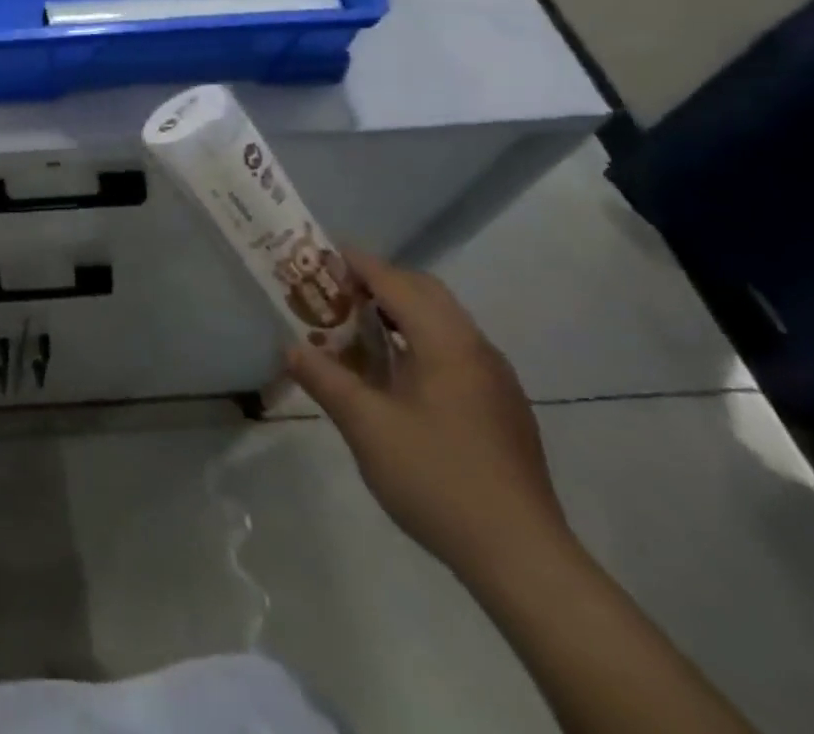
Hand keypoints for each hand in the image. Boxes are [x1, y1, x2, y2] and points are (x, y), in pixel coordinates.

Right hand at [287, 249, 571, 584]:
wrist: (522, 559)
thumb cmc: (437, 479)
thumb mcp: (366, 426)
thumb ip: (325, 379)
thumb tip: (290, 347)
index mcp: (447, 343)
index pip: (396, 282)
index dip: (357, 263)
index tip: (320, 254)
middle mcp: (477, 349)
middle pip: (425, 293)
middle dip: (379, 282)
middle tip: (334, 292)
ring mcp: (495, 381)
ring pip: (442, 322)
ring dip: (398, 313)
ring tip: (355, 330)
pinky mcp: (501, 409)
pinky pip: (454, 351)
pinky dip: (417, 341)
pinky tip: (394, 376)